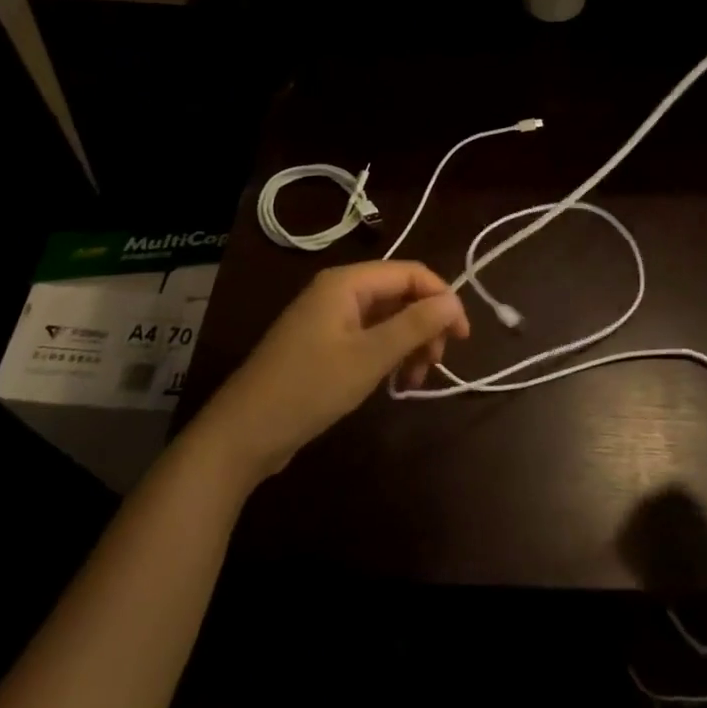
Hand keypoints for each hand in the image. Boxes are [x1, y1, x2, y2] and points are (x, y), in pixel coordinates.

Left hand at [194, 261, 468, 483]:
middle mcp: (339, 291)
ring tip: (414, 381)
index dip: (443, 299)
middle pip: (400, 294)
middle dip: (425, 325)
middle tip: (437, 364)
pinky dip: (388, 355)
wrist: (243, 434)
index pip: (411, 273)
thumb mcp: (369, 358)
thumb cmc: (308, 389)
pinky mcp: (324, 344)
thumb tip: (453, 301)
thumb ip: (414, 325)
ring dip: (409, 344)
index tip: (463, 338)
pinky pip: (369, 337)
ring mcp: (329, 318)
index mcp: (347, 282)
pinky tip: (393, 383)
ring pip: (387, 318)